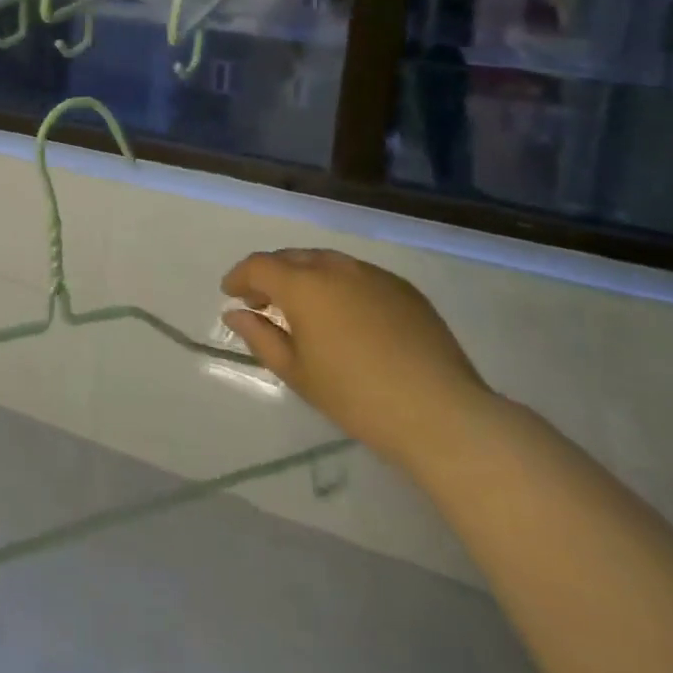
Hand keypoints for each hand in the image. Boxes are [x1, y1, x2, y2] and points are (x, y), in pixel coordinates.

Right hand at [221, 249, 494, 473]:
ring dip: (306, 277)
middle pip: (292, 258)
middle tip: (263, 303)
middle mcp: (336, 268)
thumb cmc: (357, 397)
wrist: (442, 415)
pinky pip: (359, 275)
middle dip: (271, 275)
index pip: (259, 266)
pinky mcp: (404, 289)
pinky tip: (346, 316)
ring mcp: (374, 275)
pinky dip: (340, 285)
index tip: (230, 295)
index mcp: (303, 285)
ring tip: (304, 308)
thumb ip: (261, 337)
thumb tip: (235, 314)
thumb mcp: (298, 373)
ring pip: (327, 263)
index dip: (239, 277)